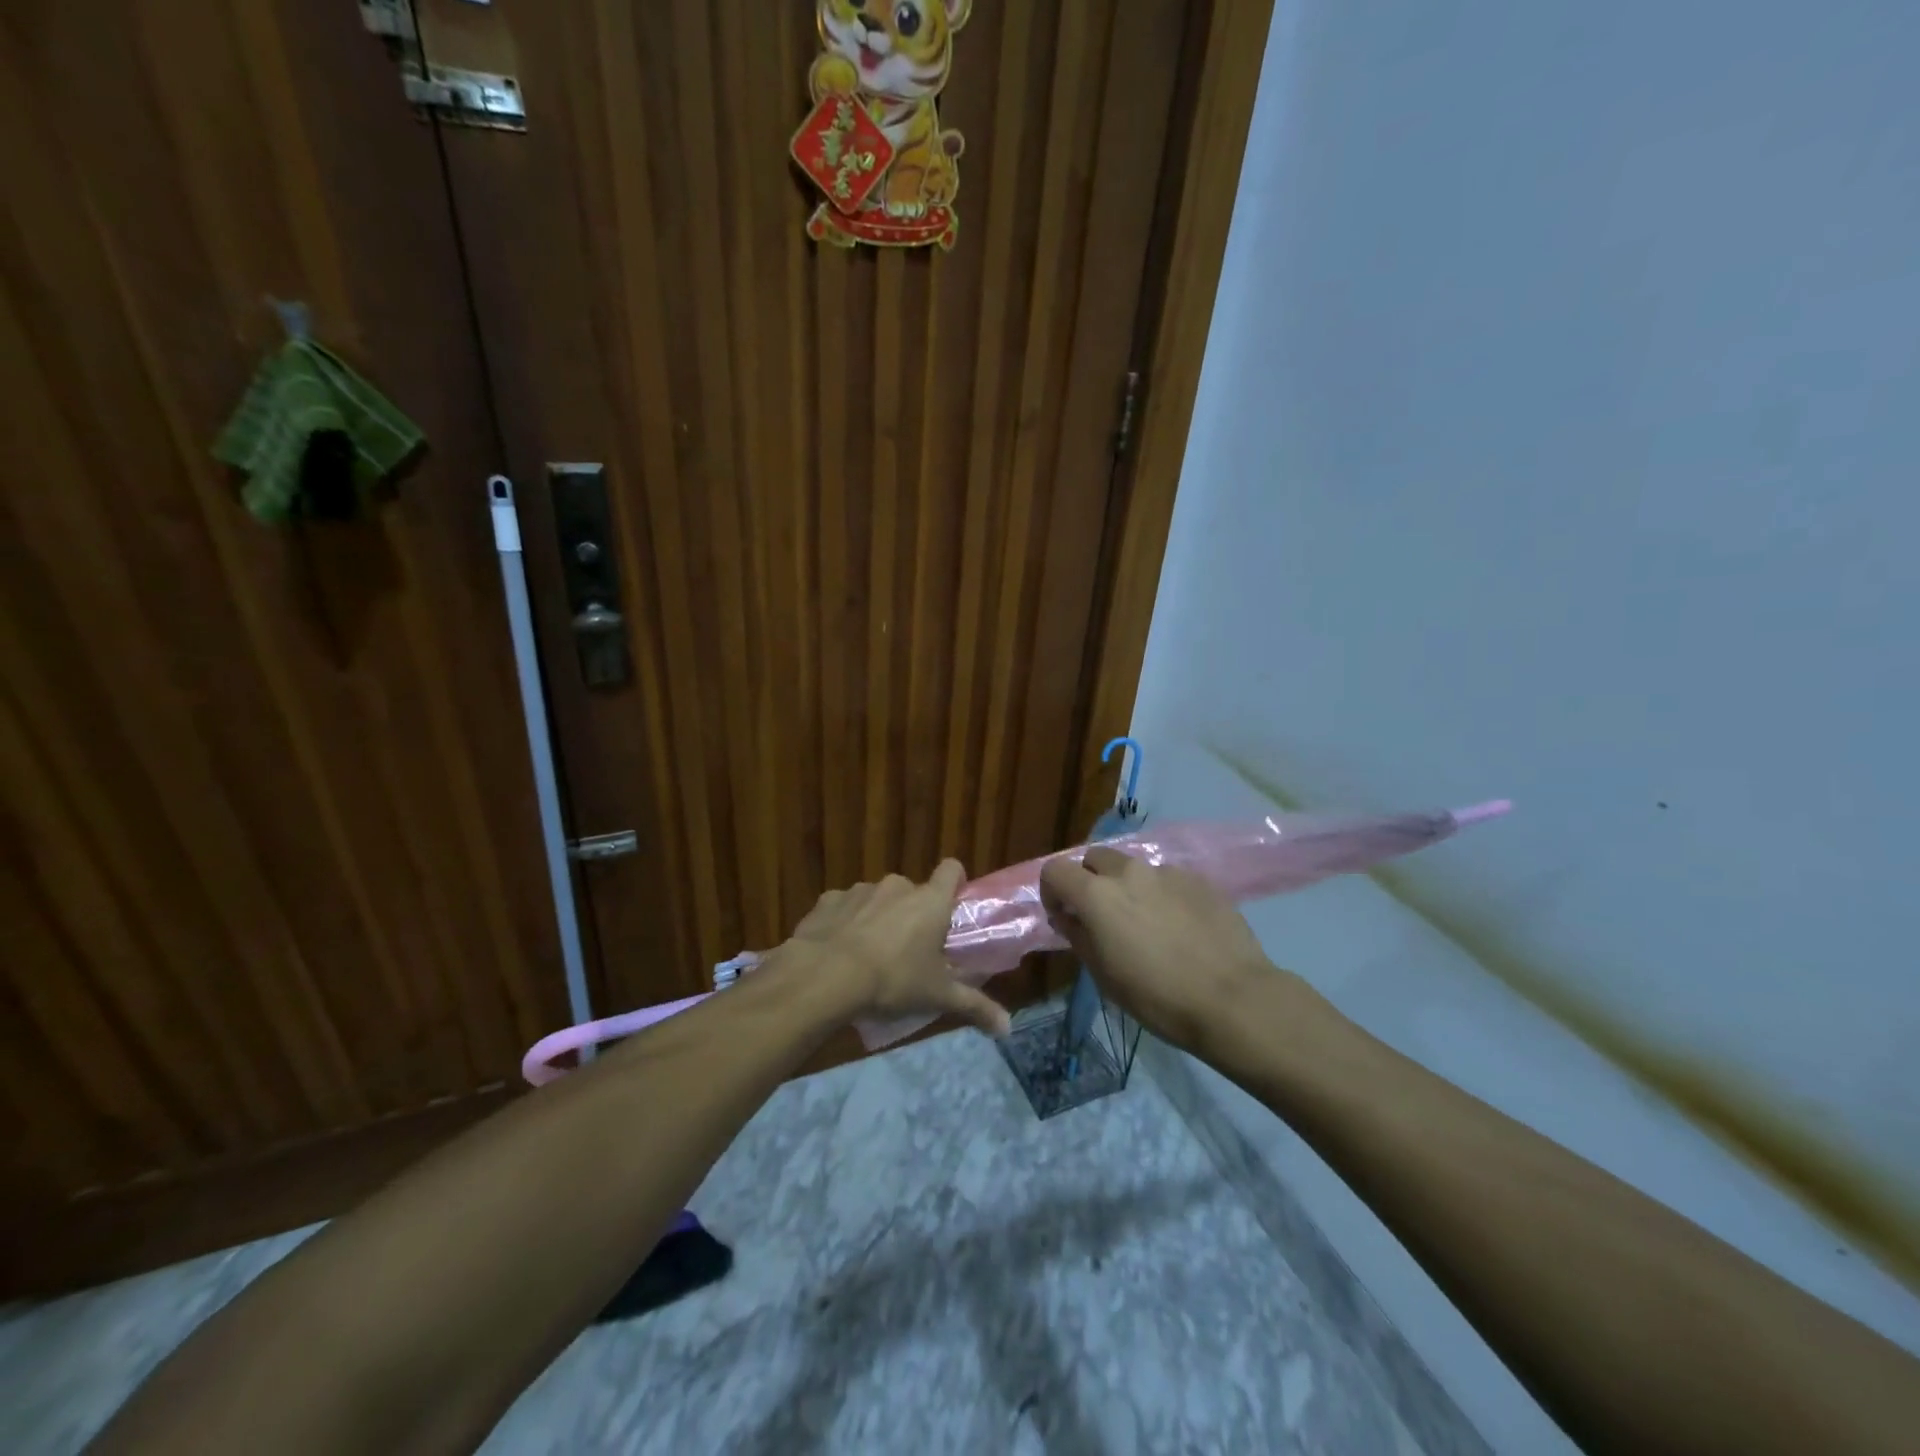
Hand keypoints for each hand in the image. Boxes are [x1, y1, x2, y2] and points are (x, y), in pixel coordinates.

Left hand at [779, 861, 1011, 1037]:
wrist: (825, 976)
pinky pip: (844, 907)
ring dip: (878, 918)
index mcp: (930, 902)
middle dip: (912, 914)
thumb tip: (1009, 1029)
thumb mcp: (938, 997)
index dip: (955, 882)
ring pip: (877, 899)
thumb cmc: (893, 980)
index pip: (952, 869)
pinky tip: (839, 951)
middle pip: (913, 891)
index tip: (952, 905)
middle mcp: (897, 886)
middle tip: (909, 950)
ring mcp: (860, 890)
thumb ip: (975, 1007)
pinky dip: (845, 922)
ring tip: (870, 955)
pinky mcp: (828, 900)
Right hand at [1040, 846, 1277, 1050]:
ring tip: (1146, 922)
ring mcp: (1167, 872)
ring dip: (1128, 887)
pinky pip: (1167, 879)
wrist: (1232, 998)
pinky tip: (1180, 927)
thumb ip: (1078, 937)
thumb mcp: (1104, 976)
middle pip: (1094, 858)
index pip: (1055, 870)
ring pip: (1134, 867)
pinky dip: (1161, 895)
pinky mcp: (1198, 880)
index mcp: (1097, 895)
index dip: (1051, 891)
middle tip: (1101, 915)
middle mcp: (1129, 872)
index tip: (1063, 916)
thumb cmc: (1157, 996)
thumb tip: (1067, 918)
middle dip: (1089, 880)